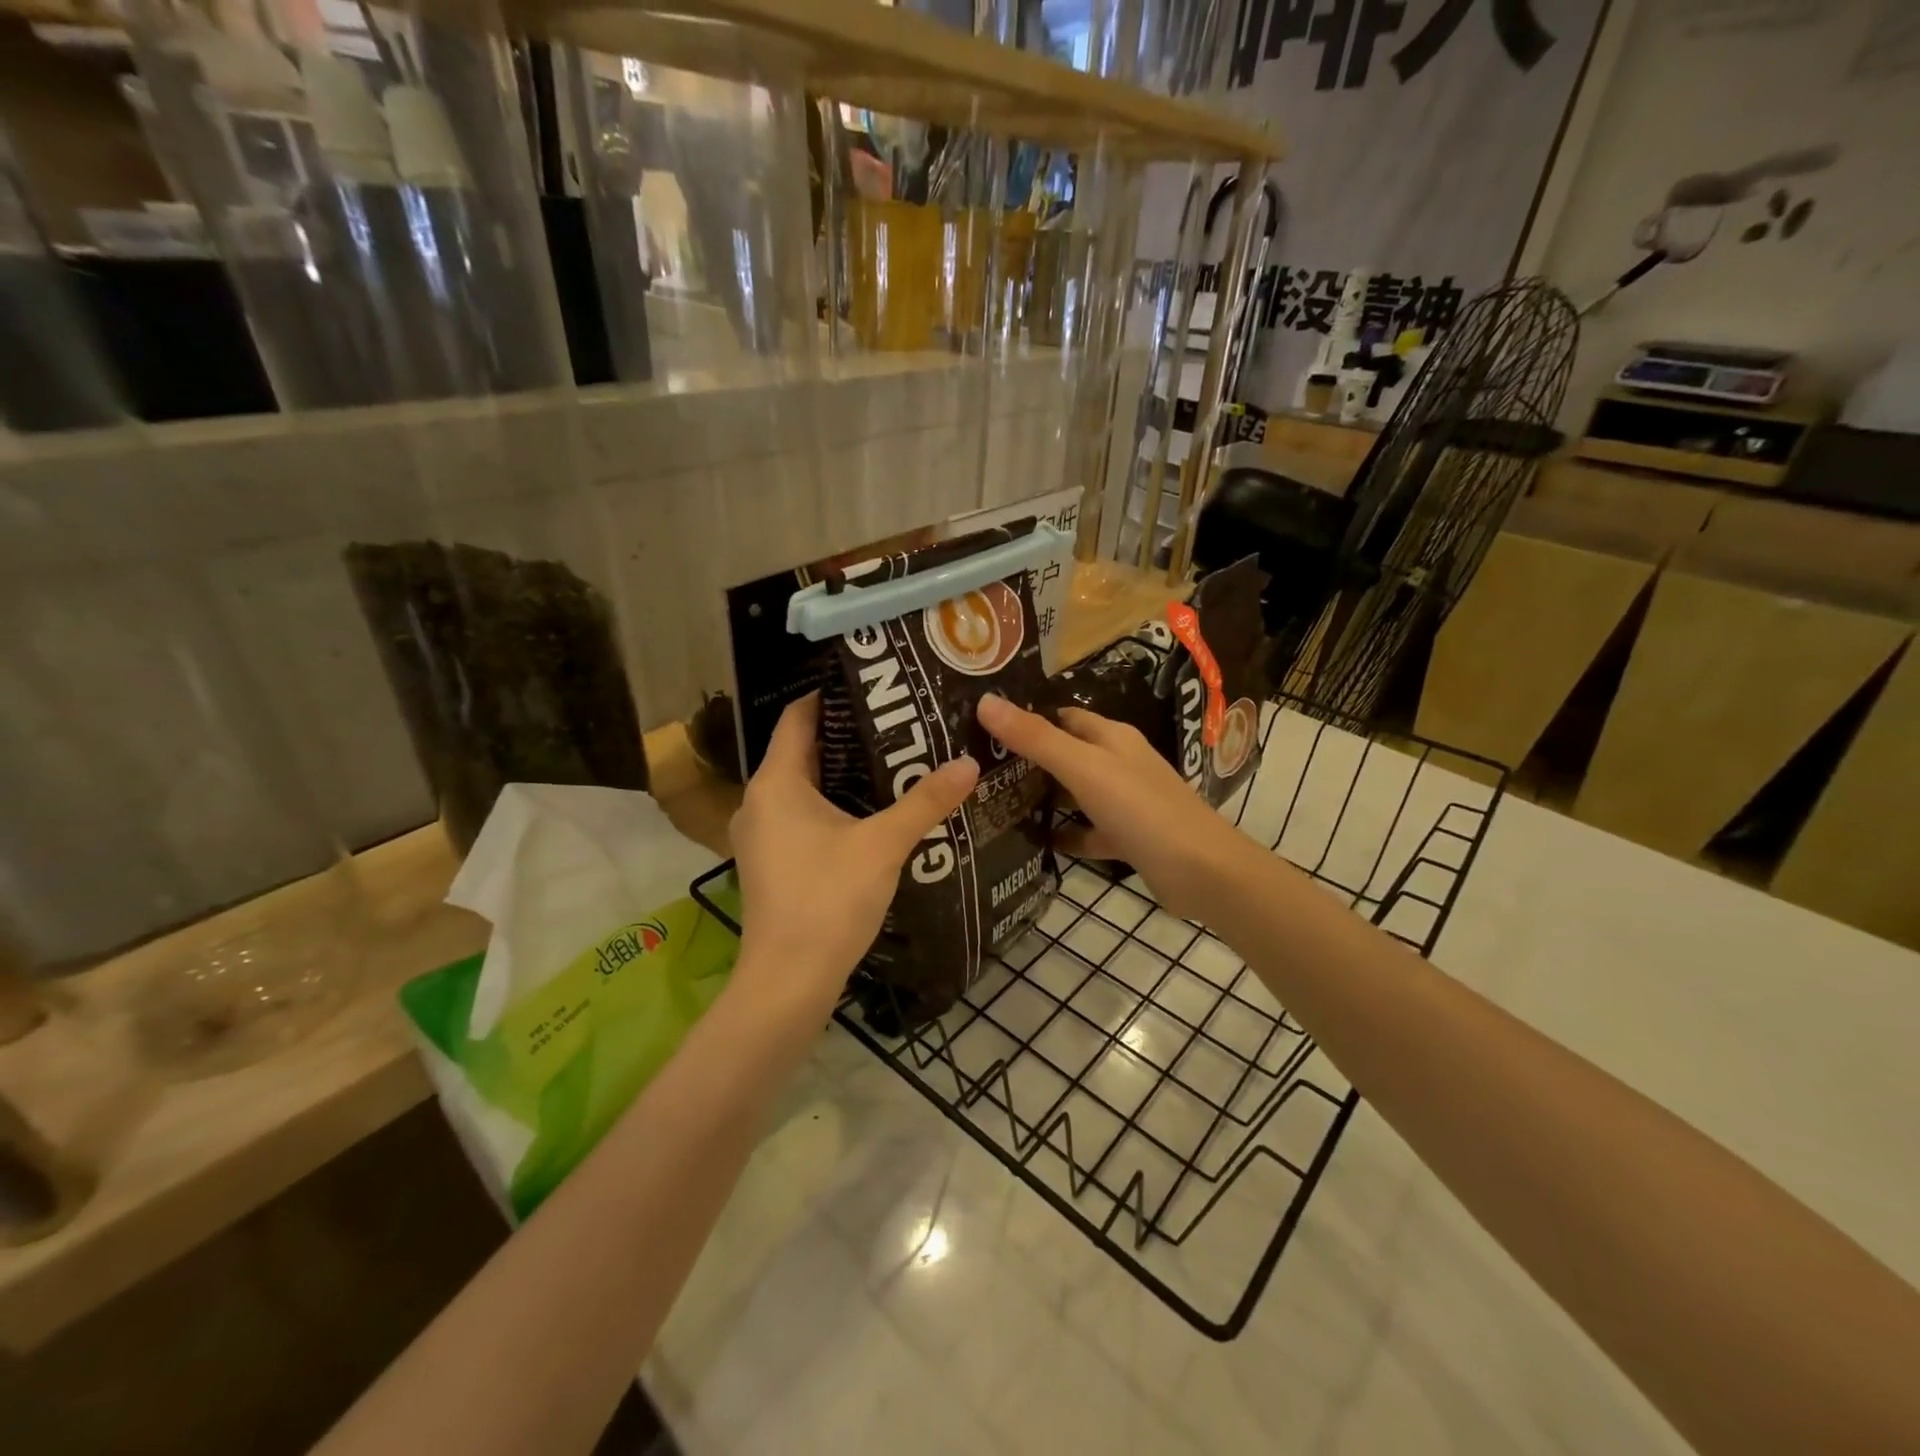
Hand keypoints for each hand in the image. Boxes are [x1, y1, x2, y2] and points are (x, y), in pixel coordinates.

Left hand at [729, 693, 977, 1009]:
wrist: (788, 980)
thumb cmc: (828, 899)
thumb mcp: (884, 844)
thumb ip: (925, 801)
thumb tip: (969, 763)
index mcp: (776, 782)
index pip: (797, 718)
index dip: (830, 696)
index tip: (872, 686)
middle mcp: (758, 801)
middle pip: (801, 751)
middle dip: (847, 737)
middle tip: (897, 724)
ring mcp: (759, 835)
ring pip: (801, 787)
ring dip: (840, 774)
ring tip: (892, 763)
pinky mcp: (769, 862)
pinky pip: (798, 816)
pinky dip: (829, 805)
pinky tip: (868, 814)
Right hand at [975, 694, 1253, 921]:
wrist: (1203, 872)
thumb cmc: (1141, 809)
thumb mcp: (1083, 768)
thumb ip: (1036, 738)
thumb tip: (985, 701)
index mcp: (1111, 737)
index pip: (1061, 716)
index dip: (1026, 718)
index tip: (982, 727)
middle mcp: (1118, 763)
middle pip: (1066, 753)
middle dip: (1028, 759)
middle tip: (977, 768)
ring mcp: (1125, 802)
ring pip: (1075, 793)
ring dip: (1043, 797)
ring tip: (993, 803)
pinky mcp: (1128, 838)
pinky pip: (1088, 831)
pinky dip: (1065, 834)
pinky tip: (1034, 843)